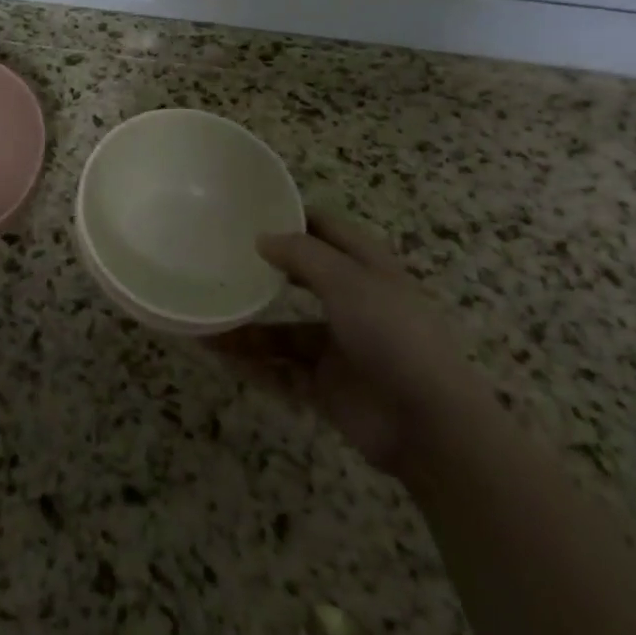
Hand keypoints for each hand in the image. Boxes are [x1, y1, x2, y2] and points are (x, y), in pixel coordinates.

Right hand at [209, 209, 493, 478]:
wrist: (429, 425)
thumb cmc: (392, 333)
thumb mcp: (347, 280)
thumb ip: (302, 255)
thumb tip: (262, 238)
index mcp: (366, 268)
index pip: (326, 230)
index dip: (293, 217)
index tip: (251, 209)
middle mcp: (352, 303)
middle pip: (301, 279)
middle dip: (264, 271)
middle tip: (220, 259)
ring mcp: (339, 348)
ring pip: (283, 331)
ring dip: (248, 327)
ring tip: (206, 319)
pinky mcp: (326, 388)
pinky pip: (281, 371)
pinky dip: (253, 364)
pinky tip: (220, 356)